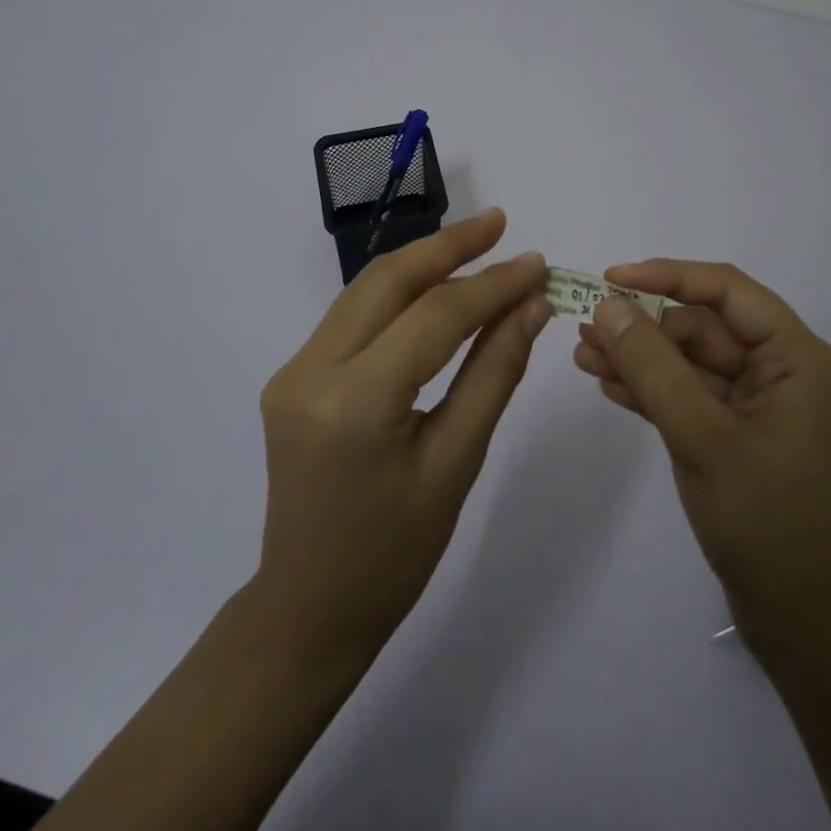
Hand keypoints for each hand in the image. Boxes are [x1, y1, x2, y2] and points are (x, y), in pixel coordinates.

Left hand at [254, 209, 551, 660]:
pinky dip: (400, 295)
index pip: (435, 316)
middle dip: (449, 246)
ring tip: (478, 243)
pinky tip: (436, 288)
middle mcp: (311, 372)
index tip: (538, 264)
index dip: (492, 285)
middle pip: (387, 281)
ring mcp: (293, 371)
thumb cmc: (395, 554)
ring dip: (423, 262)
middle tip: (500, 224)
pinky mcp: (292, 376)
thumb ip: (494, 373)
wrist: (309, 606)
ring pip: (366, 291)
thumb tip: (532, 306)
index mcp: (354, 404)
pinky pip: (353, 317)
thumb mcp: (456, 464)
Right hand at [573, 260, 830, 662]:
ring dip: (639, 358)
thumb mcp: (702, 436)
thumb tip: (608, 306)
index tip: (610, 279)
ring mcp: (758, 407)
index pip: (726, 291)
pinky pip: (689, 397)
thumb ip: (653, 367)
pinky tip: (609, 388)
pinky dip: (651, 391)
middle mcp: (780, 371)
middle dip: (643, 326)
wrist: (808, 628)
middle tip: (584, 328)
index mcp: (794, 357)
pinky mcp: (737, 438)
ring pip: (690, 363)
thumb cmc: (769, 522)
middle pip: (703, 327)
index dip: (667, 276)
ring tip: (582, 356)